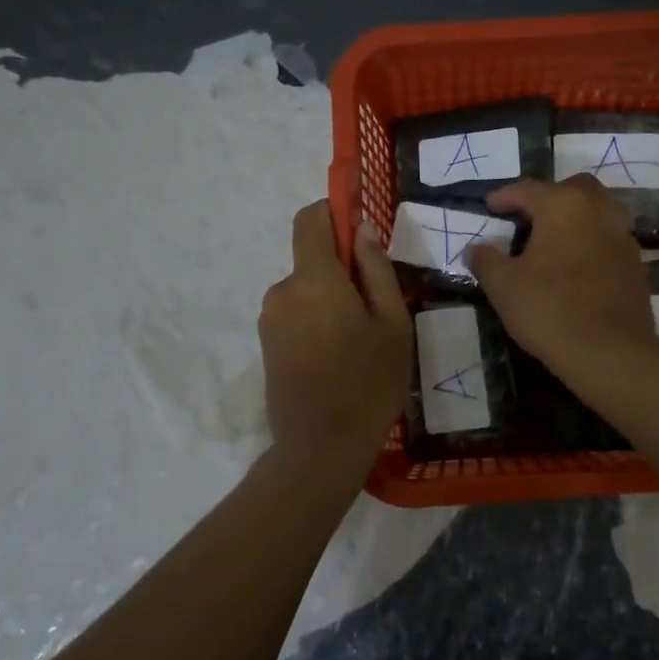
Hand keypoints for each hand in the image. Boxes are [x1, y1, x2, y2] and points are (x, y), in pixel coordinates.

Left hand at [259, 201, 411, 465]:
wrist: (321, 448)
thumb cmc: (369, 383)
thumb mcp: (392, 324)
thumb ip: (377, 270)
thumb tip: (363, 230)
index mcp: (314, 279)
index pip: (310, 219)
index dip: (333, 212)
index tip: (360, 228)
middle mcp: (283, 291)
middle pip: (312, 259)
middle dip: (342, 270)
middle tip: (377, 307)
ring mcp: (270, 320)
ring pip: (306, 290)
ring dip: (331, 299)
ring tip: (361, 340)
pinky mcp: (266, 345)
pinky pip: (296, 314)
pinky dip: (317, 321)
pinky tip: (339, 357)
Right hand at [468, 176, 655, 373]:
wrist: (608, 351)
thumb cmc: (548, 309)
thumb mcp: (503, 286)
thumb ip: (486, 260)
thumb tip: (475, 249)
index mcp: (563, 206)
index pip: (528, 189)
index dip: (505, 196)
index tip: (490, 205)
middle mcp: (598, 211)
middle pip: (574, 188)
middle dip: (549, 196)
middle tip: (529, 216)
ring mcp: (623, 236)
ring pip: (599, 211)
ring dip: (576, 216)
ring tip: (555, 239)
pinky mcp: (636, 264)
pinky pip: (610, 239)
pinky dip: (592, 241)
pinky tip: (578, 264)